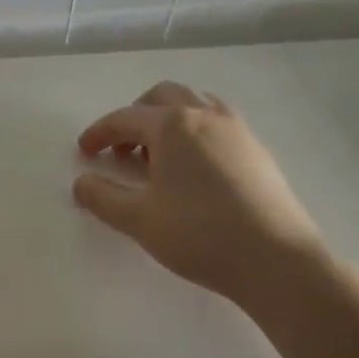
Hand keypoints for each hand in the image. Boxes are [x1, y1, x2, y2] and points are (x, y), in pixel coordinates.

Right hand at [73, 82, 327, 312]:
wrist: (277, 260)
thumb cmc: (200, 234)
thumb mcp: (138, 219)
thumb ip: (102, 197)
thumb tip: (81, 183)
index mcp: (173, 125)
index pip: (124, 118)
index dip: (99, 133)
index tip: (83, 152)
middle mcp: (205, 115)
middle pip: (162, 97)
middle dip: (135, 118)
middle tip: (121, 150)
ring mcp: (237, 130)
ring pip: (194, 106)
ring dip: (167, 122)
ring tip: (157, 157)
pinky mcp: (257, 151)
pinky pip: (217, 124)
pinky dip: (194, 133)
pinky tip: (192, 170)